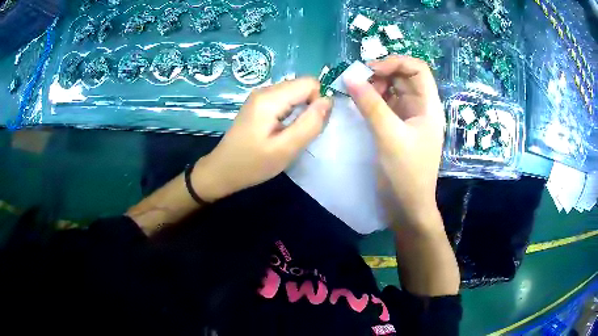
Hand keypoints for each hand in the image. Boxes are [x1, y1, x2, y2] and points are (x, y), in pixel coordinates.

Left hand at [192, 77, 331, 201]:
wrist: (222, 171)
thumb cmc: (252, 164)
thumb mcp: (285, 149)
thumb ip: (309, 124)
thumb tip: (328, 101)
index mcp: (270, 98)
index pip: (309, 83)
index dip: (316, 103)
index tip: (307, 126)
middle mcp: (265, 90)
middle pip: (302, 86)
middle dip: (309, 107)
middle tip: (297, 133)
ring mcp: (260, 96)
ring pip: (295, 93)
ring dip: (300, 112)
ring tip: (288, 134)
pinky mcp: (259, 104)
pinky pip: (285, 100)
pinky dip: (290, 114)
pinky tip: (280, 131)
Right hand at [346, 56, 444, 228]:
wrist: (407, 207)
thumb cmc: (406, 173)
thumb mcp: (389, 136)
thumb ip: (371, 105)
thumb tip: (350, 76)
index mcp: (429, 106)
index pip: (417, 69)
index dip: (396, 62)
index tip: (371, 69)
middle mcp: (420, 107)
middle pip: (403, 77)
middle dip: (381, 74)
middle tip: (358, 81)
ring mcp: (408, 117)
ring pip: (392, 90)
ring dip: (374, 86)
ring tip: (357, 94)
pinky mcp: (397, 127)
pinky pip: (385, 105)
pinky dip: (372, 100)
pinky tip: (359, 103)